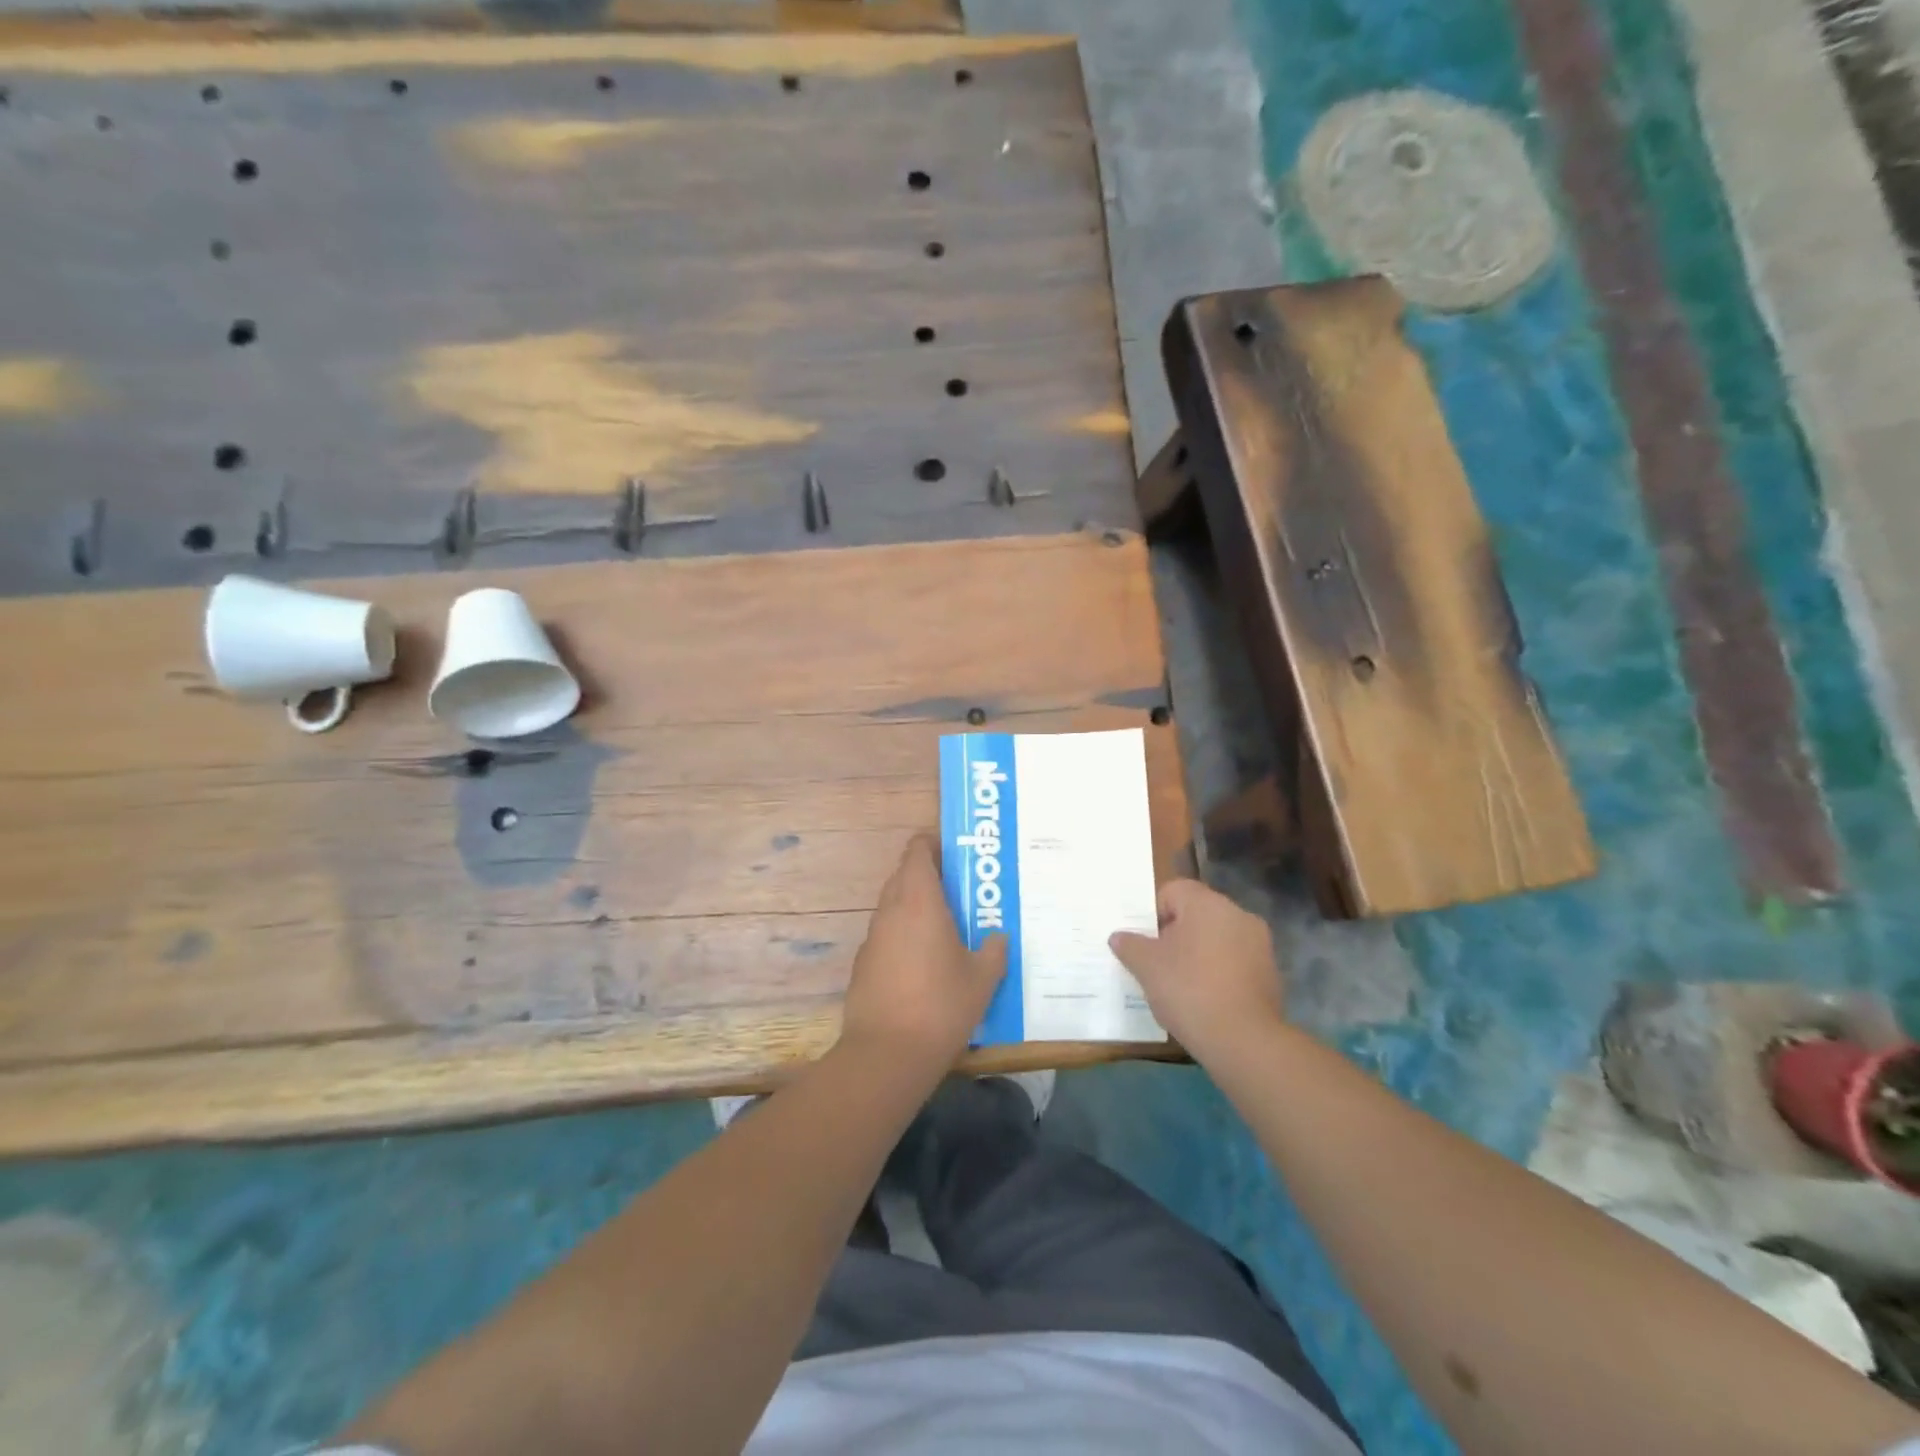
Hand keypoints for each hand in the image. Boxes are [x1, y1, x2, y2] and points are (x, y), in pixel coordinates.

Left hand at [840, 834, 1007, 1070]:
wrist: (887, 1053)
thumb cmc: (941, 1006)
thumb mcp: (982, 980)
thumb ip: (994, 951)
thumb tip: (998, 937)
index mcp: (920, 901)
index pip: (917, 851)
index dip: (933, 845)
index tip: (954, 855)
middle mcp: (891, 910)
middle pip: (904, 875)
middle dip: (928, 876)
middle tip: (959, 891)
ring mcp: (872, 937)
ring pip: (893, 905)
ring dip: (915, 907)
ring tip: (944, 928)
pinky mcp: (862, 963)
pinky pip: (886, 934)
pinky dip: (902, 935)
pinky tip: (922, 963)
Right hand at [1109, 880, 1284, 1058]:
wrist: (1244, 1041)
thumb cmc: (1189, 990)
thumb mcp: (1146, 967)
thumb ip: (1130, 945)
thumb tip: (1119, 936)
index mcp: (1207, 903)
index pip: (1173, 891)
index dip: (1153, 913)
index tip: (1145, 943)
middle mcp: (1237, 914)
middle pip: (1196, 914)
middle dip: (1175, 934)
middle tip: (1157, 963)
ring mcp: (1258, 944)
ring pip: (1216, 938)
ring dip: (1197, 954)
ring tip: (1180, 985)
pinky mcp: (1270, 973)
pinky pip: (1234, 962)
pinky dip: (1218, 973)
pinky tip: (1205, 999)